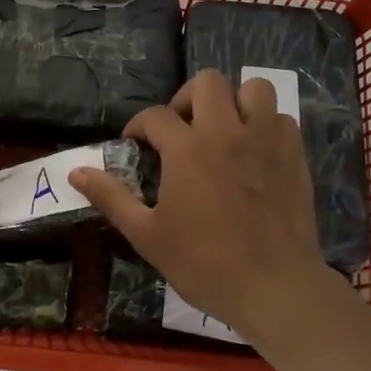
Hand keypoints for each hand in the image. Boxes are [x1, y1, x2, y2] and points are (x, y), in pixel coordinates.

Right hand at [70, 69, 329, 338]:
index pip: (155, 116)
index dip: (138, 126)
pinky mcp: (295, 155)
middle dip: (186, 98)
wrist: (273, 288)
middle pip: (207, 82)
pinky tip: (255, 150)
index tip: (135, 144)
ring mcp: (266, 140)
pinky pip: (281, 118)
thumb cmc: (204, 264)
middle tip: (180, 130)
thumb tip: (75, 172)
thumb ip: (111, 197)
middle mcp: (227, 132)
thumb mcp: (146, 235)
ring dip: (234, 101)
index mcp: (187, 149)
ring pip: (253, 88)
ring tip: (223, 129)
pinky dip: (265, 124)